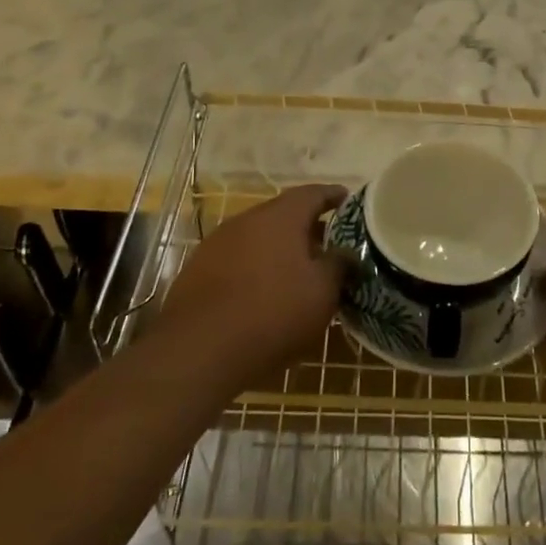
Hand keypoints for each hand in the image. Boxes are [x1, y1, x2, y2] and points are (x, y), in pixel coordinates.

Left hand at [157, 185, 347, 392]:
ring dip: (278, 248)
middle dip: (306, 226)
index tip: (347, 199)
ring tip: (297, 270)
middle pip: (282, 214)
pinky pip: (237, 259)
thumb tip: (346, 252)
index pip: (312, 194)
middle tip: (328, 242)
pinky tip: (263, 291)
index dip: (333, 196)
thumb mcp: (322, 292)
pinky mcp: (197, 271)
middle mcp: (246, 220)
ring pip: (257, 237)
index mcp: (280, 216)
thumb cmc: (273, 313)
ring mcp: (217, 243)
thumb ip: (339, 265)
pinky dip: (255, 267)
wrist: (199, 350)